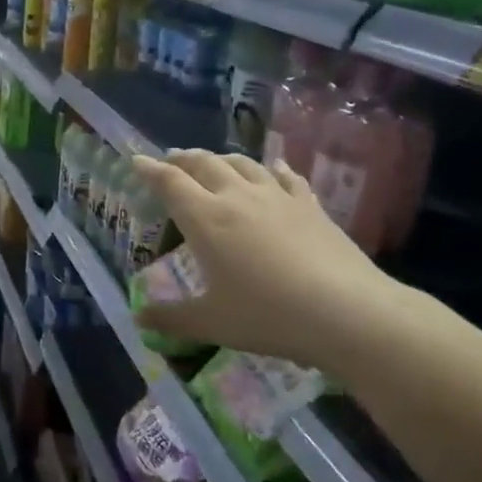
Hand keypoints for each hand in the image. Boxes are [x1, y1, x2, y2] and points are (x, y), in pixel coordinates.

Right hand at [130, 151, 396, 364]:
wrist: (346, 311)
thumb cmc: (267, 315)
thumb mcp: (212, 323)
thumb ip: (172, 319)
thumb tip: (140, 319)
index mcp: (206, 219)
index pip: (170, 182)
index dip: (149, 169)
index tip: (136, 160)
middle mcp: (238, 197)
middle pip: (204, 163)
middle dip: (183, 159)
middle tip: (171, 160)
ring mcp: (277, 197)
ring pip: (243, 164)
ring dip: (222, 159)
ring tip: (213, 162)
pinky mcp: (310, 205)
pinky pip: (287, 177)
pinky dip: (273, 169)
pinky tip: (275, 168)